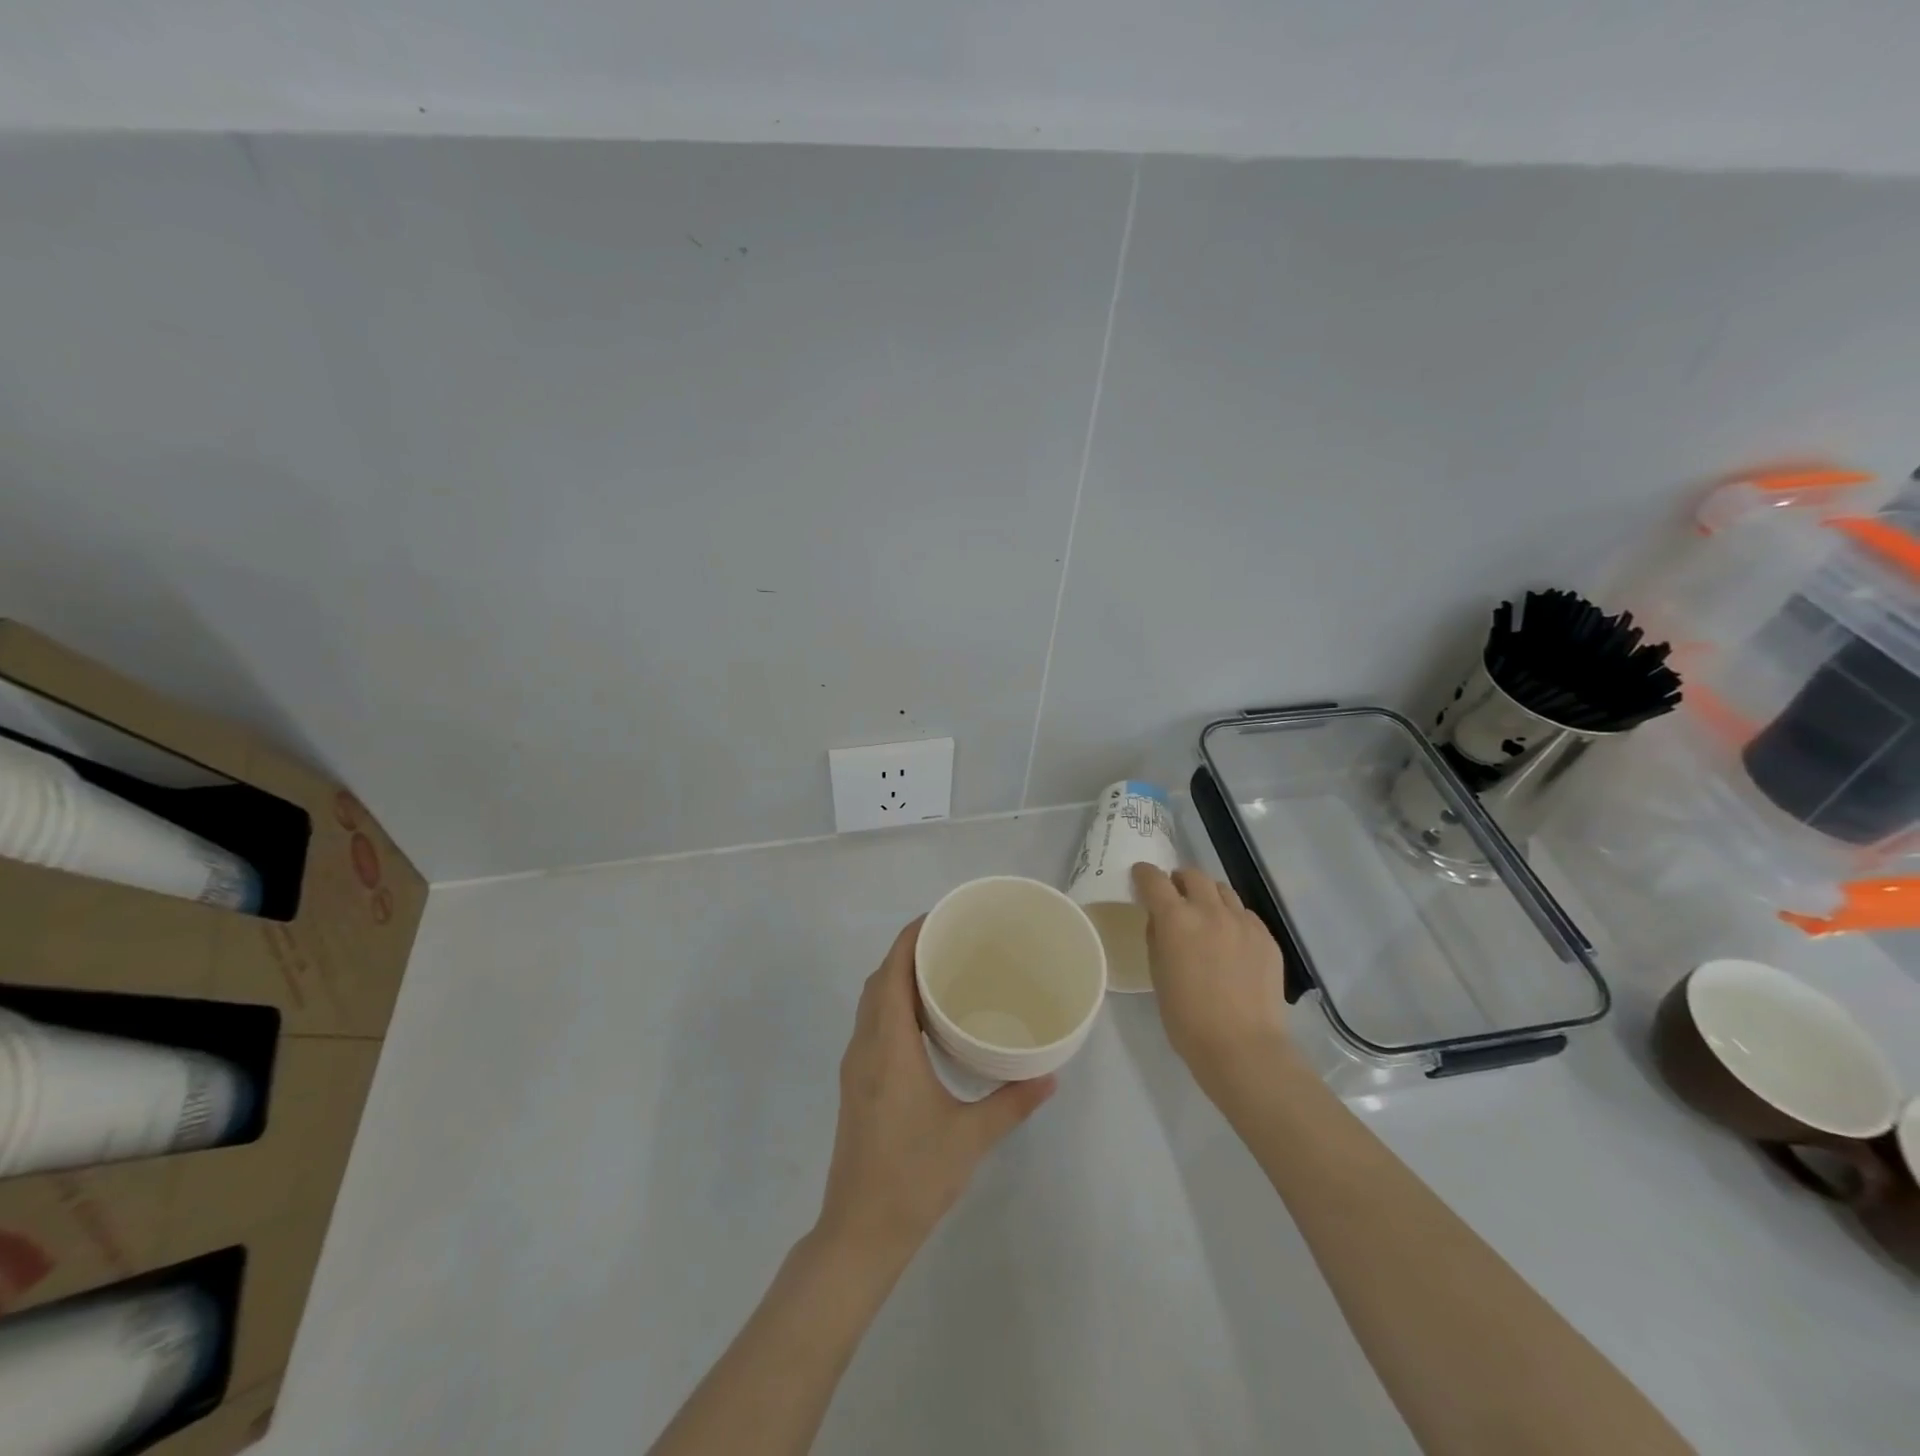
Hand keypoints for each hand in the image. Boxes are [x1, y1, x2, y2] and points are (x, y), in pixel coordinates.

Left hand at [816, 917, 1055, 1266]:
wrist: (859, 1232)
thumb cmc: (913, 1178)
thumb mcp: (970, 1138)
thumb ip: (1012, 1102)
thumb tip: (1050, 1075)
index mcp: (889, 1048)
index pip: (891, 974)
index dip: (909, 939)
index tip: (937, 917)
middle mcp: (865, 1047)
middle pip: (878, 982)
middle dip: (905, 953)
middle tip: (948, 941)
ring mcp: (855, 1066)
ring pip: (870, 1003)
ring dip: (896, 978)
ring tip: (938, 972)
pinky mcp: (855, 1084)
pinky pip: (870, 1025)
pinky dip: (891, 1005)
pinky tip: (922, 1021)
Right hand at [1132, 864, 1290, 1094]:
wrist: (1243, 1047)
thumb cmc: (1187, 1019)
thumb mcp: (1158, 975)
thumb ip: (1157, 939)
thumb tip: (1161, 921)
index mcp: (1176, 919)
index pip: (1155, 880)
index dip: (1144, 874)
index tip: (1140, 877)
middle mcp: (1210, 911)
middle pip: (1193, 875)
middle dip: (1179, 880)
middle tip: (1174, 895)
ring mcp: (1243, 922)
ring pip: (1223, 890)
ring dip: (1207, 895)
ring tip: (1205, 915)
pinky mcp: (1266, 938)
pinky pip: (1245, 914)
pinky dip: (1232, 917)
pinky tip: (1230, 940)